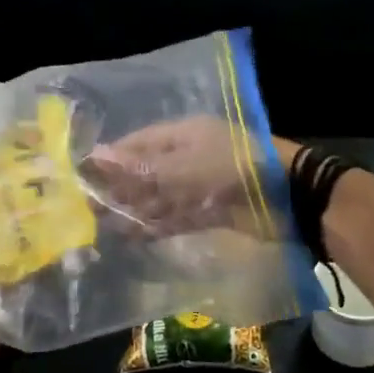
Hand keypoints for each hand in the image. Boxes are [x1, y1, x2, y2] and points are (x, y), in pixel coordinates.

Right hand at [87, 117, 298, 236]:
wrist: (290, 197)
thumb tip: (96, 157)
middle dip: (119, 188)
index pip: (137, 144)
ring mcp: (200, 185)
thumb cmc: (232, 168)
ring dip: (135, 210)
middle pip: (146, 172)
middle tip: (89, 207)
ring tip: (106, 225)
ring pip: (160, 197)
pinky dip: (157, 225)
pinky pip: (177, 216)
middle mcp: (188, 157)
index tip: (83, 175)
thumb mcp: (182, 165)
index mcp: (182, 135)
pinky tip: (135, 236)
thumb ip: (139, 167)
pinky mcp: (211, 211)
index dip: (111, 158)